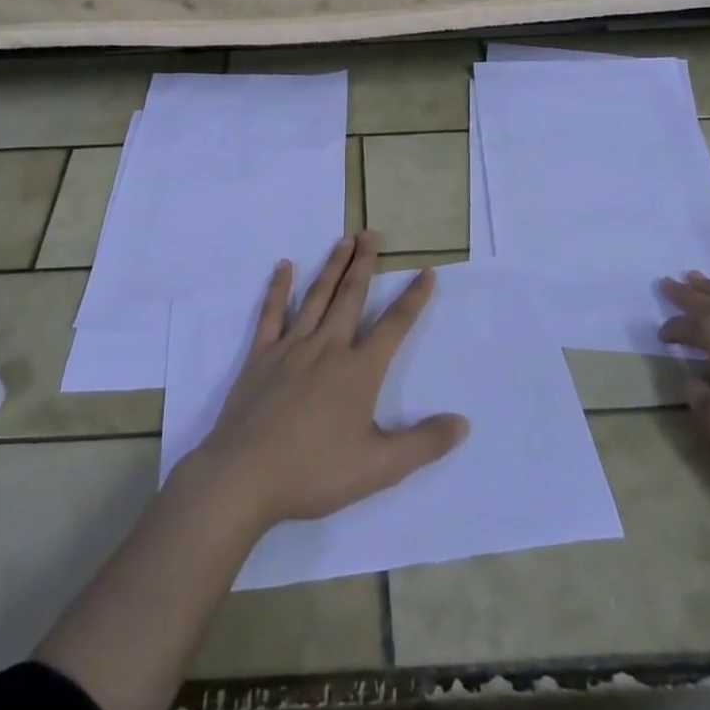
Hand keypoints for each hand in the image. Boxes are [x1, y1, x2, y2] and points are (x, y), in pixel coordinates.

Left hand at [179, 231, 468, 534]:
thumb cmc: (314, 472)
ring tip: (344, 240)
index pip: (394, 325)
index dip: (413, 298)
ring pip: (317, 296)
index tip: (426, 272)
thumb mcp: (379, 467)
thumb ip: (423, 444)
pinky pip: (271, 313)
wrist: (245, 475)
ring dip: (332, 266)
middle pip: (351, 296)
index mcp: (359, 370)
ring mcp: (291, 347)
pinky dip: (278, 288)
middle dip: (364, 263)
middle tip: (372, 234)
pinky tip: (284, 267)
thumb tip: (463, 423)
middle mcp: (328, 347)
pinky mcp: (261, 355)